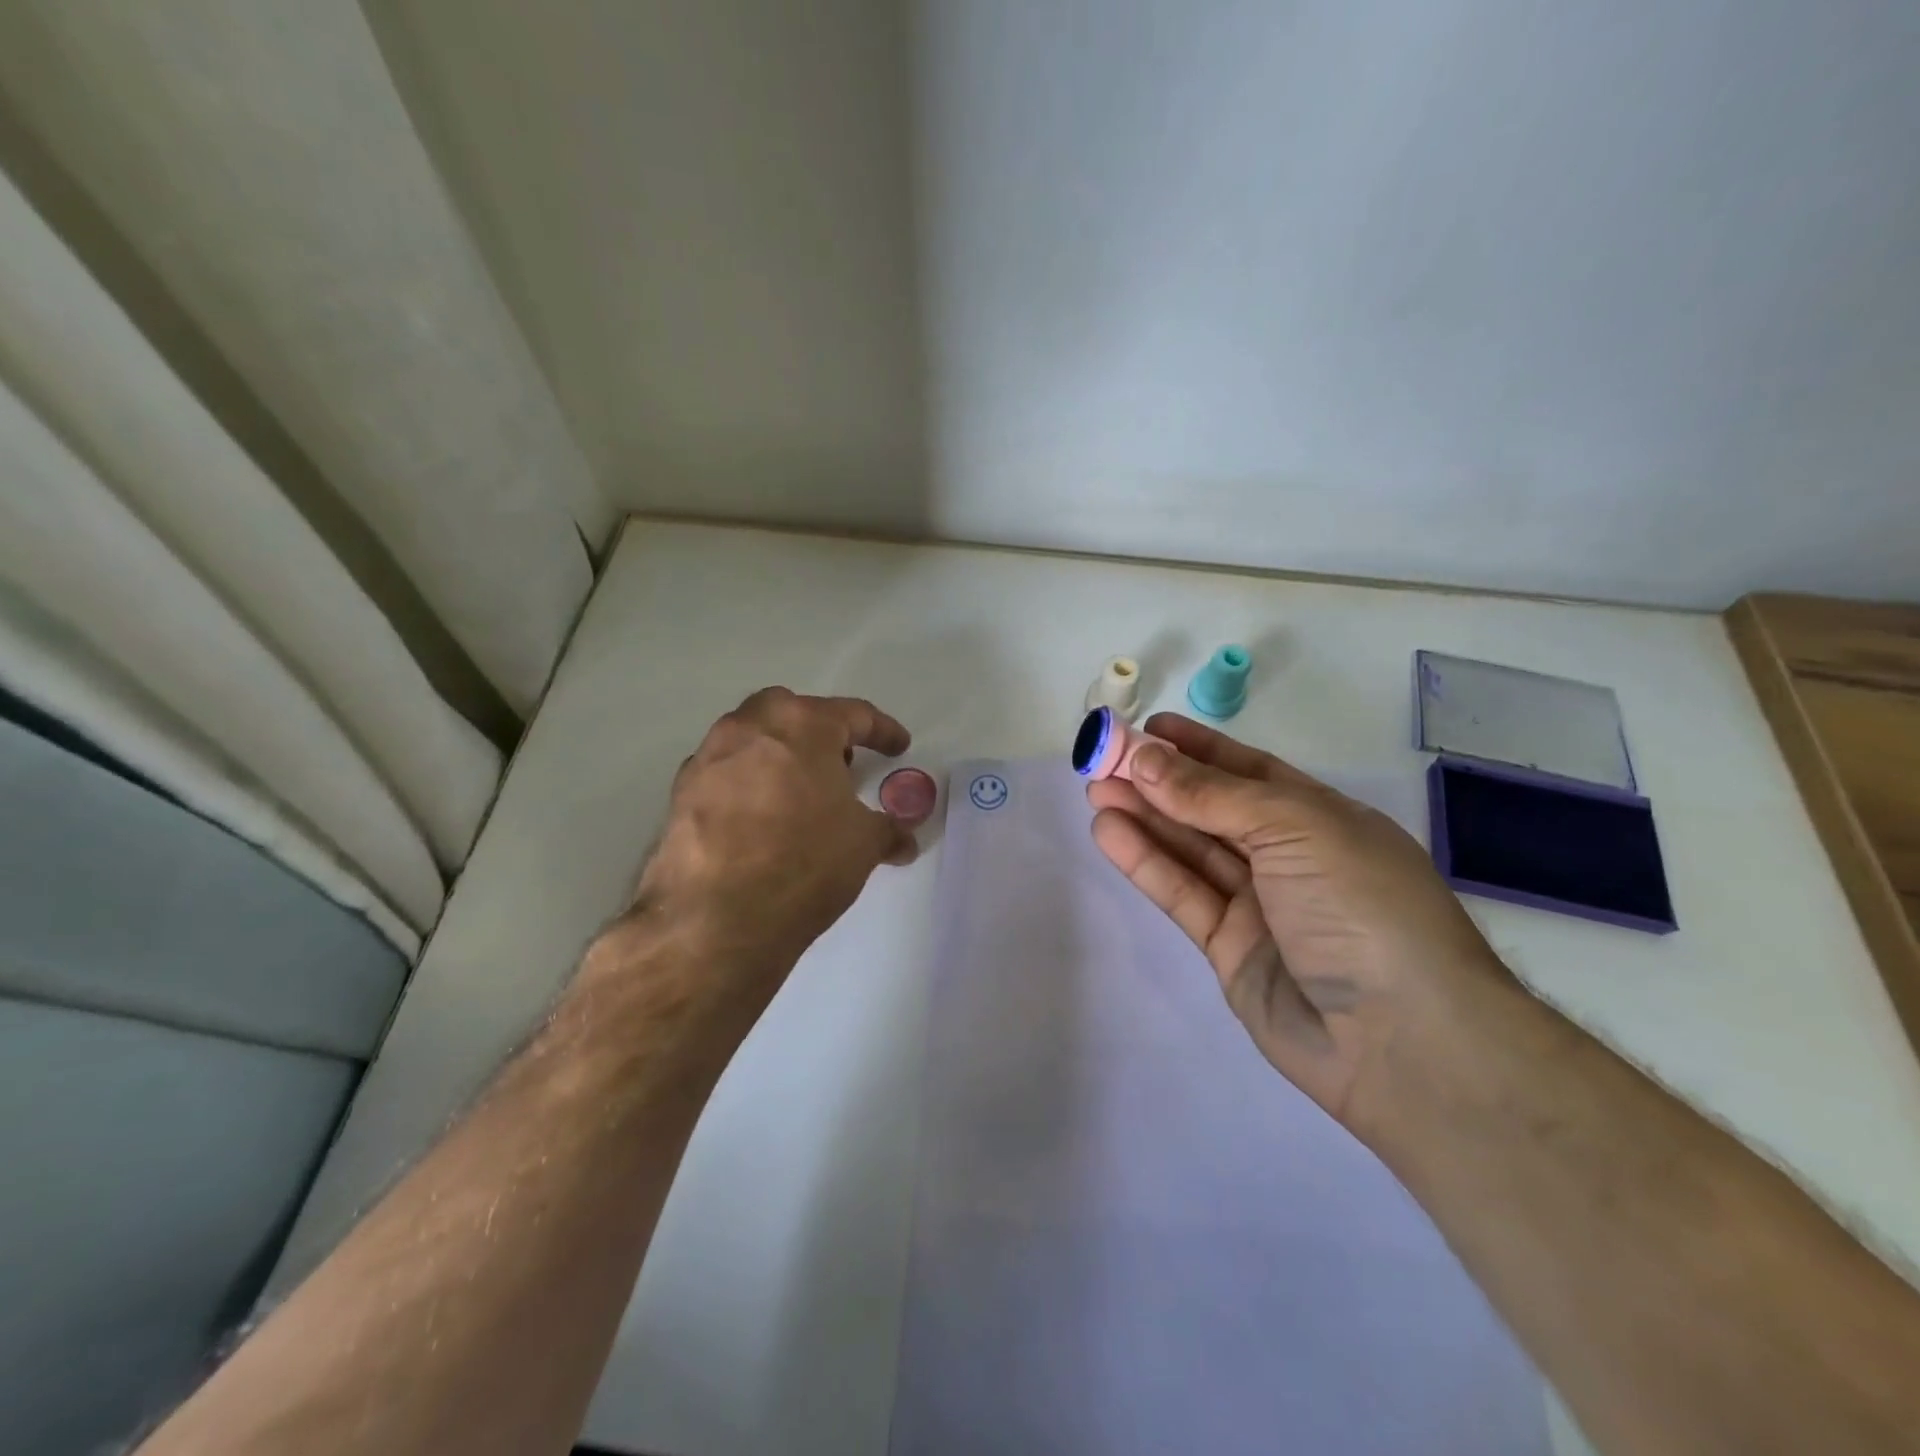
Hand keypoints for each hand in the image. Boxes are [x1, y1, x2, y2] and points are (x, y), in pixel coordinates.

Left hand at [623, 688, 919, 1011]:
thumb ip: (886, 830)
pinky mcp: (680, 794)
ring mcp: (708, 758)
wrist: (716, 919)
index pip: (853, 715)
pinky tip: (760, 822)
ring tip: (799, 794)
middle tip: (839, 763)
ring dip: (779, 757)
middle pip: (791, 713)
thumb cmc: (804, 862)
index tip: (898, 745)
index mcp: (802, 725)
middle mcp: (750, 728)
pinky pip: (724, 775)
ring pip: (751, 740)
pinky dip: (747, 787)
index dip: (882, 731)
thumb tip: (902, 840)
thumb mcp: (863, 845)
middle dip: (818, 731)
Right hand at [1087, 713, 1513, 1138]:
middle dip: (1159, 782)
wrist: (1401, 1040)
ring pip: (1190, 850)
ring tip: (1095, 791)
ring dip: (1144, 817)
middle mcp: (1288, 857)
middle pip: (1211, 809)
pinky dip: (1146, 862)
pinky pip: (1181, 894)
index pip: (1249, 771)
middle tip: (1103, 760)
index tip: (1148, 728)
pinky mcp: (1229, 948)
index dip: (1198, 748)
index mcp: (1320, 818)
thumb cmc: (1361, 906)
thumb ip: (1214, 795)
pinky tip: (1110, 833)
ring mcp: (1258, 905)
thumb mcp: (1295, 828)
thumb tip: (1146, 759)